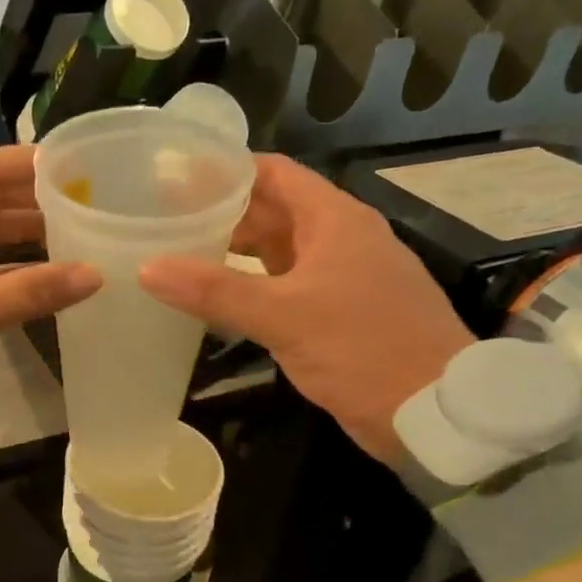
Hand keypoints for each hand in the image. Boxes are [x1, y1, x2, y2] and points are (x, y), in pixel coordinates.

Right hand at [139, 154, 472, 468]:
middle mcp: (338, 239)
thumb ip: (215, 291)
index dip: (225, 170)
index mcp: (334, 220)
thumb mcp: (283, 316)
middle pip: (271, 210)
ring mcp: (339, 277)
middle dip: (221, 212)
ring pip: (277, 251)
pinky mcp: (336, 313)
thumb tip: (148, 268)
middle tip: (164, 218)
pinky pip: (284, 285)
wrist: (433, 411)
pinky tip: (216, 299)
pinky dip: (250, 285)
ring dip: (233, 250)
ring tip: (179, 253)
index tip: (174, 177)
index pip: (272, 173)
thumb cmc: (363, 348)